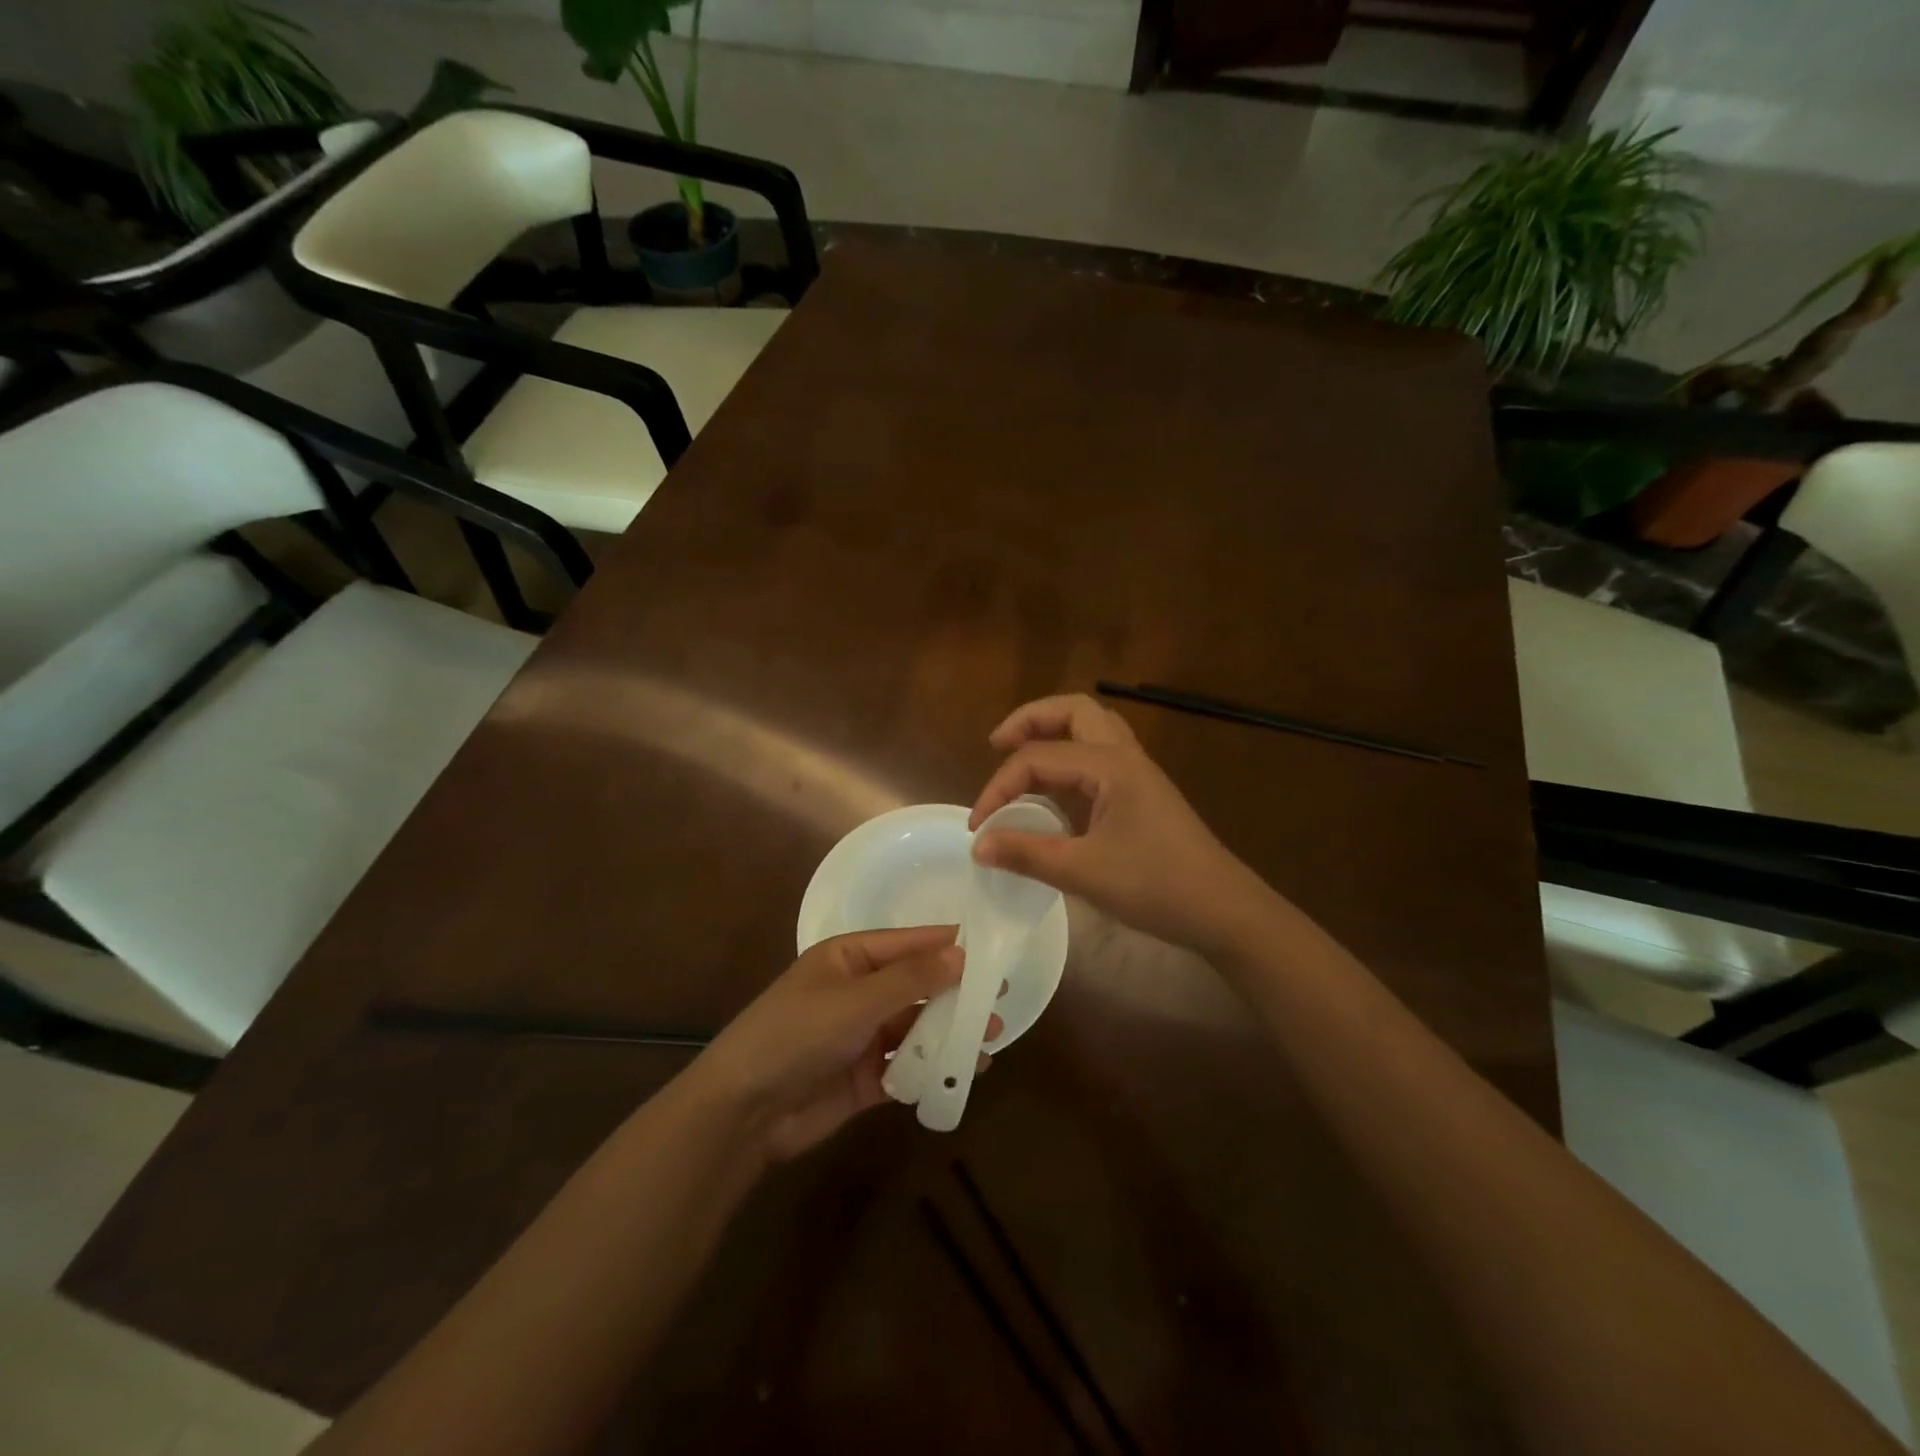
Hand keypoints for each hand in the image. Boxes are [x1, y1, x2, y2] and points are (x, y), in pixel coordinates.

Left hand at [687, 927, 999, 1163]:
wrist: (744, 1110)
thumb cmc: (797, 1033)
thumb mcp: (856, 999)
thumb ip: (911, 979)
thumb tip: (960, 953)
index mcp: (850, 958)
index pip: (909, 943)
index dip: (949, 945)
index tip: (994, 949)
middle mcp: (859, 992)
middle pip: (917, 987)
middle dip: (956, 994)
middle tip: (1000, 1000)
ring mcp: (861, 1036)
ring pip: (916, 1029)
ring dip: (949, 1033)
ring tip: (991, 1039)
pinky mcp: (864, 1078)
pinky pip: (907, 1067)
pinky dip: (933, 1069)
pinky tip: (964, 1072)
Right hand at [968, 694, 1274, 957]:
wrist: (1224, 911)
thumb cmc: (1157, 887)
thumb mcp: (1084, 872)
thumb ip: (1026, 854)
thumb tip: (978, 845)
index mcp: (1110, 765)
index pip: (1039, 758)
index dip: (999, 787)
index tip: (977, 826)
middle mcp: (1125, 756)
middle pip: (1073, 711)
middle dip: (1030, 719)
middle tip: (997, 744)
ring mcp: (1138, 772)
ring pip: (1091, 727)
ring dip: (1054, 730)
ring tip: (1021, 753)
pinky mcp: (1143, 792)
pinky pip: (1100, 754)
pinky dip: (1070, 755)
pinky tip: (1055, 788)